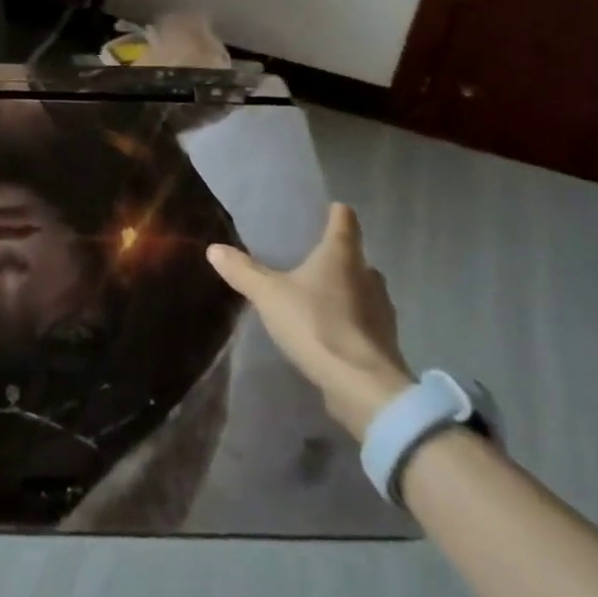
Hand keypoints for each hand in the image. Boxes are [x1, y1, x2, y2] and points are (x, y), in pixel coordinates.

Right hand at [206, 203, 413, 440]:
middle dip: (337, 257)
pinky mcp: (384, 342)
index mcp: (342, 255)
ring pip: (363, 290)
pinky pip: (364, 320)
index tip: (328, 209)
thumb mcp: (268, 295)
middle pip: (355, 257)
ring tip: (317, 296)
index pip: (345, 220)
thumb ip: (243, 271)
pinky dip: (350, 320)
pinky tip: (330, 330)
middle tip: (310, 259)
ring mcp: (382, 311)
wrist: (363, 387)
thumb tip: (214, 248)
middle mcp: (368, 276)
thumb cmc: (317, 325)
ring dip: (345, 291)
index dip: (336, 213)